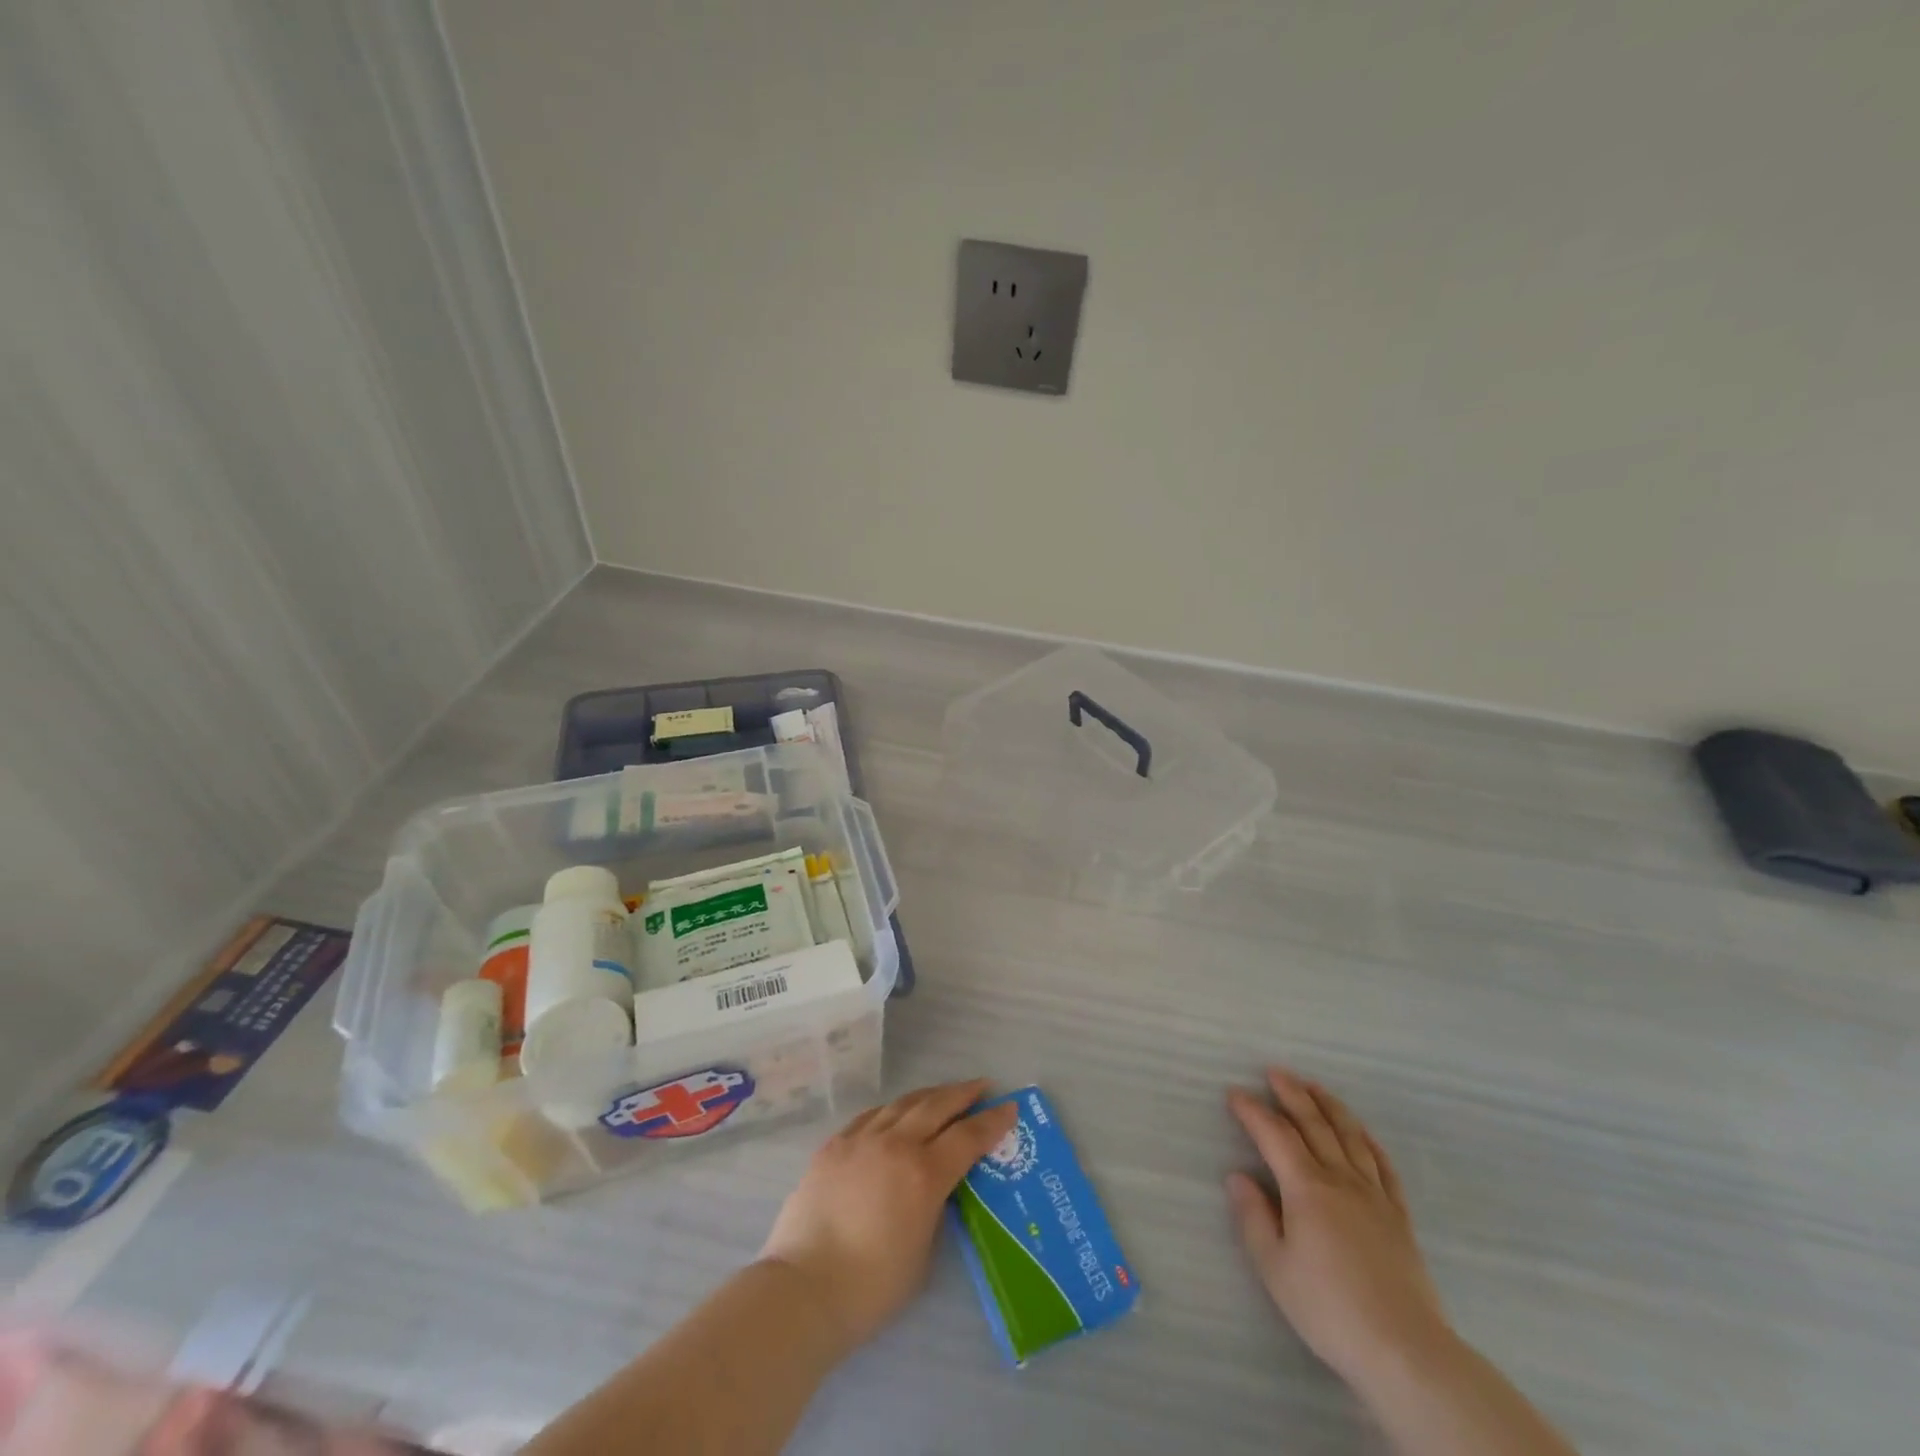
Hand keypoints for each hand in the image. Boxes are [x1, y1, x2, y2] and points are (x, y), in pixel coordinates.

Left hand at [759, 1079, 1017, 1352]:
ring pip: (903, 1104)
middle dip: (963, 1094)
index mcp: (924, 1174)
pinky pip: (871, 1116)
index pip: (968, 1137)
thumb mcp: (923, 1251)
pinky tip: (896, 1113)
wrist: (804, 1287)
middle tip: (982, 1086)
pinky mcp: (834, 1145)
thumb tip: (934, 1187)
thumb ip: (934, 1208)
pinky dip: (892, 1110)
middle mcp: (896, 1144)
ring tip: (943, 1094)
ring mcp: (861, 1139)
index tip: (1009, 1107)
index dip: (992, 1121)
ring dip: (929, 1096)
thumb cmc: (871, 1286)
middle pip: (936, 1106)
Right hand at [1226, 1067, 1449, 1390]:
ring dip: (1329, 1106)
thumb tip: (1237, 1176)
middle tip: (1275, 1072)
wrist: (1406, 1351)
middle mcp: (1340, 1179)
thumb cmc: (1329, 1309)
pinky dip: (1369, 1142)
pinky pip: (1384, 1166)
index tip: (1234, 1093)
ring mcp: (1374, 1195)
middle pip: (1314, 1125)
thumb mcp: (1275, 1268)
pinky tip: (1362, 1133)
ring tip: (1314, 1086)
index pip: (1274, 1135)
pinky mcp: (1399, 1217)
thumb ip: (1254, 1218)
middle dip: (1292, 1094)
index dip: (1252, 1111)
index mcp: (1306, 1188)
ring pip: (1350, 1136)